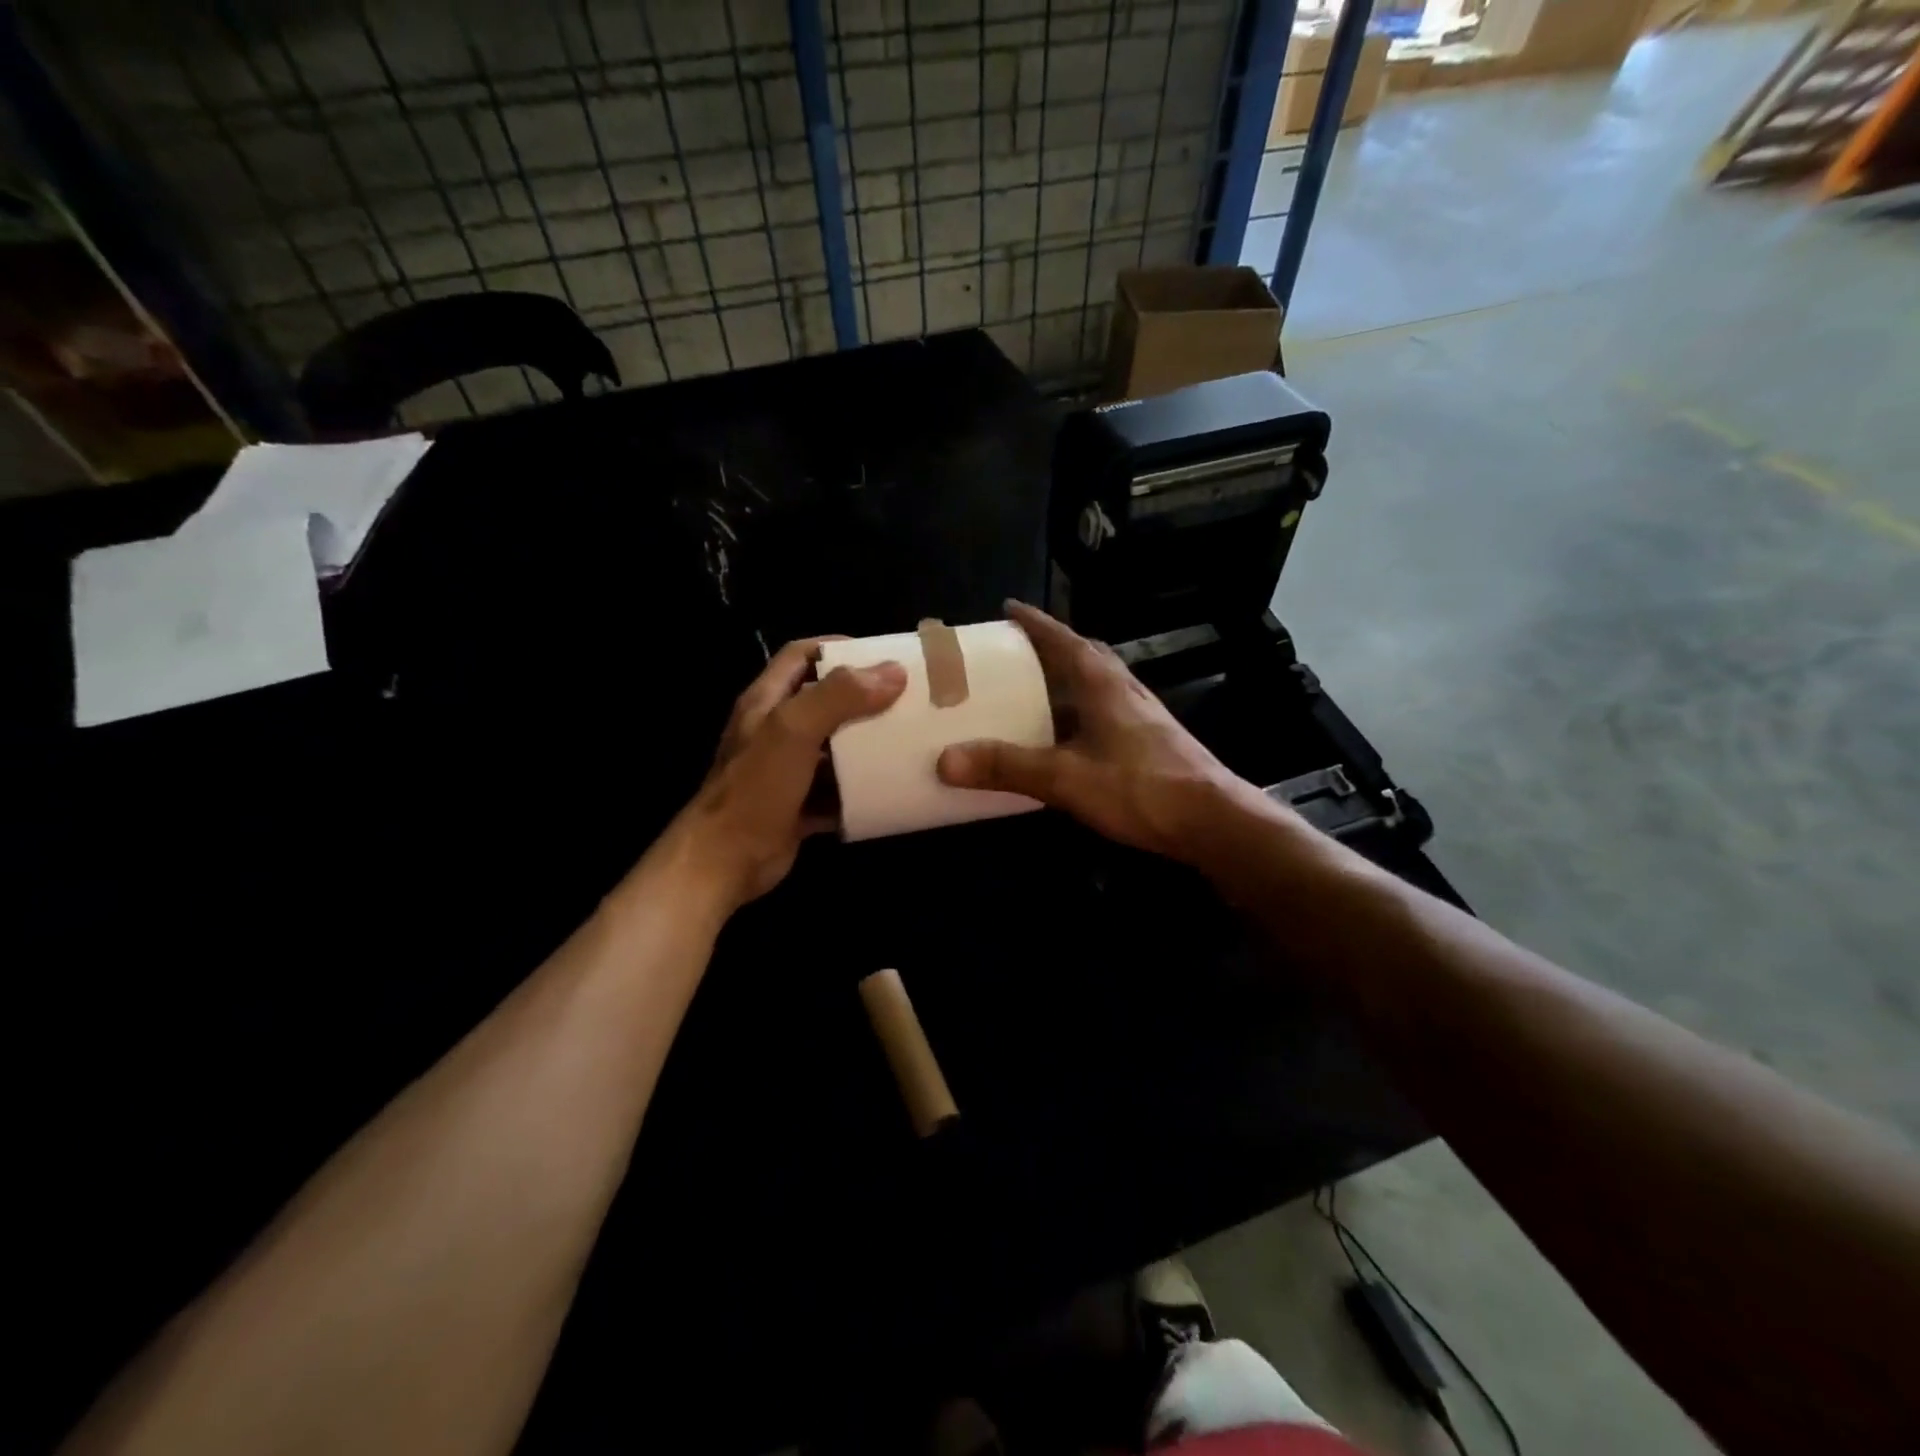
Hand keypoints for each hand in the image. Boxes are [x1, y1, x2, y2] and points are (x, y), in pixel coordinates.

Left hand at [674, 639, 905, 909]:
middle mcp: (775, 731)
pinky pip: (837, 790)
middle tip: (906, 699)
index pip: (801, 655)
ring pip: (833, 747)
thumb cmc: (756, 787)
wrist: (725, 861)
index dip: (838, 648)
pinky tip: (892, 788)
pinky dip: (861, 788)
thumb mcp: (794, 730)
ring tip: (908, 740)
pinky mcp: (799, 805)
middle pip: (823, 700)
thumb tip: (893, 671)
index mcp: (766, 702)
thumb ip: (839, 696)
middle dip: (863, 698)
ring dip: (867, 744)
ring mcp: (787, 771)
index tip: (882, 656)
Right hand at [936, 602, 1259, 862]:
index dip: (1035, 623)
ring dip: (1067, 682)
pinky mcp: (1150, 742)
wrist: (1212, 820)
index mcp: (1102, 684)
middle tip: (1017, 652)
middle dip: (1052, 648)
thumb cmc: (1140, 787)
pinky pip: (1106, 713)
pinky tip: (1067, 739)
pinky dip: (1080, 713)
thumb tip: (946, 760)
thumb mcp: (1065, 777)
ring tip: (1034, 691)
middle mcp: (1123, 690)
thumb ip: (1008, 767)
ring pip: (1097, 686)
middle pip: (1084, 656)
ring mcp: (1141, 716)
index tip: (1008, 609)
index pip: (1064, 639)